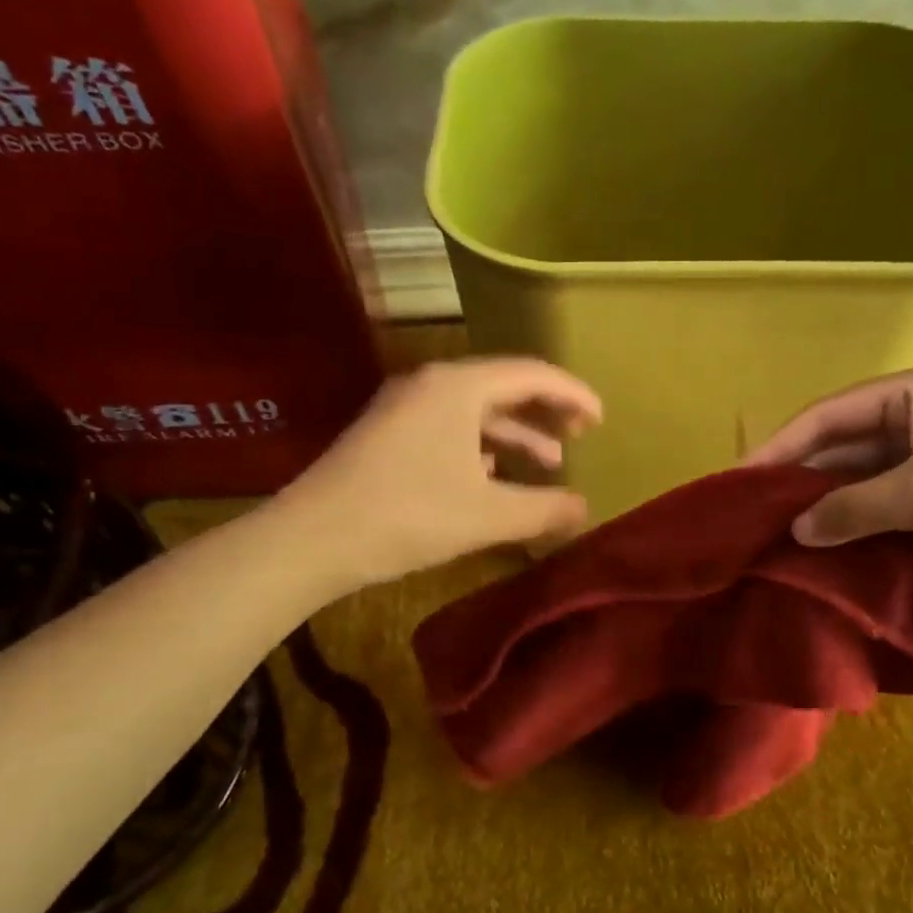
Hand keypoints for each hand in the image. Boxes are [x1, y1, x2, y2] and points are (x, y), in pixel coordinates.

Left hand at [280, 358, 601, 589]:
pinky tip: (493, 477)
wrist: (312, 538)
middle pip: (503, 386)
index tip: (601, 419)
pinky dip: (481, 447)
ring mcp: (403, 408)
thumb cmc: (408, 516)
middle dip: (545, 411)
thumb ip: (544, 510)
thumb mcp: (487, 515)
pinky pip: (449, 429)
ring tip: (547, 463)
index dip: (573, 394)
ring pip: (475, 412)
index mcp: (458, 387)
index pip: (532, 374)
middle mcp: (430, 384)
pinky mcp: (387, 434)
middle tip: (579, 435)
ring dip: (514, 435)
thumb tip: (585, 509)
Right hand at [745, 365, 912, 588]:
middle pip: (839, 451)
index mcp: (911, 394)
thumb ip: (853, 508)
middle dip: (798, 484)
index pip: (827, 416)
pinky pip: (882, 513)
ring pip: (859, 486)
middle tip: (750, 518)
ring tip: (777, 543)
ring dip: (825, 513)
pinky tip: (824, 557)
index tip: (737, 481)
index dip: (779, 447)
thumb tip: (795, 532)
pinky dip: (855, 533)